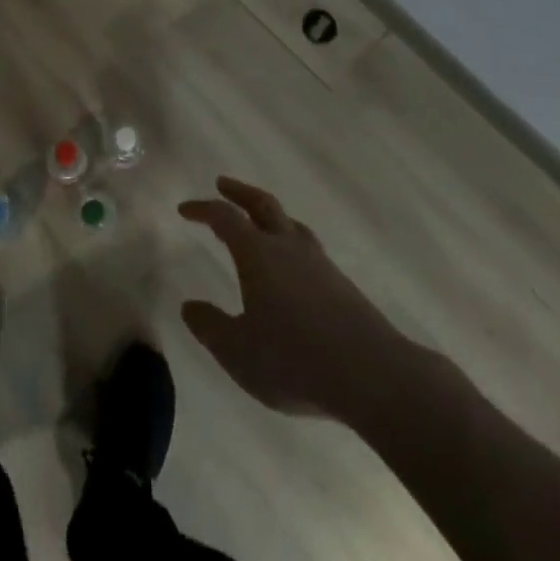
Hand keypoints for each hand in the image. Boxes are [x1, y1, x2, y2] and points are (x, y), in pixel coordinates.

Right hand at [180, 176, 414, 420]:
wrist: (374, 375)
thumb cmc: (295, 360)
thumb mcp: (238, 352)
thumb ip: (210, 327)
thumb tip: (189, 306)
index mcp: (258, 254)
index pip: (225, 218)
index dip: (202, 209)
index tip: (184, 209)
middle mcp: (288, 248)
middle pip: (263, 205)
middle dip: (240, 192)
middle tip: (222, 184)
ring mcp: (320, 264)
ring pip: (291, 225)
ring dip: (270, 216)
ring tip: (260, 222)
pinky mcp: (342, 285)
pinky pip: (309, 250)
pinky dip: (292, 244)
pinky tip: (293, 267)